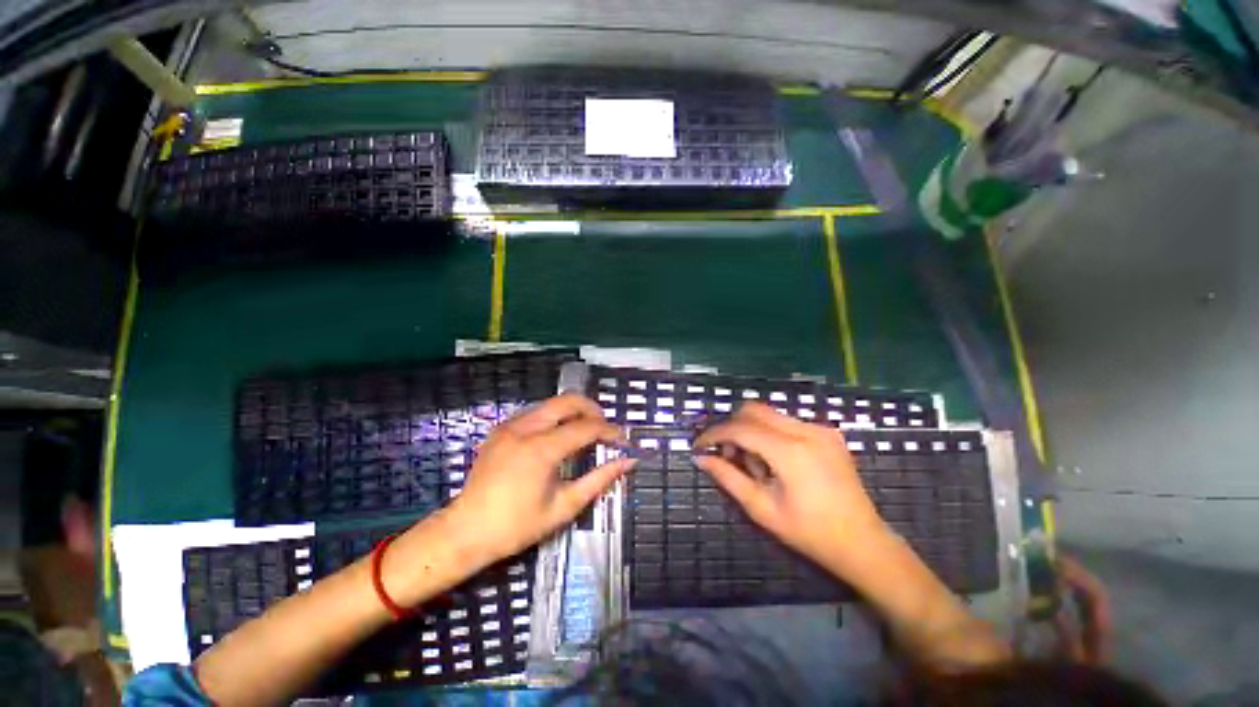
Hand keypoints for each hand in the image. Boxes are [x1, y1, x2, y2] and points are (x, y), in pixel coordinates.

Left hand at [446, 393, 635, 562]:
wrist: (464, 532)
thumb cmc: (516, 527)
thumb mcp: (563, 507)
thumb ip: (599, 479)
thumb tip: (627, 461)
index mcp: (541, 450)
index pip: (585, 427)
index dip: (608, 430)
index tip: (622, 440)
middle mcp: (525, 428)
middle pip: (568, 401)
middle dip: (592, 408)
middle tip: (604, 427)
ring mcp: (509, 425)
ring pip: (551, 404)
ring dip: (573, 412)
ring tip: (585, 431)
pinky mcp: (500, 429)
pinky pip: (535, 412)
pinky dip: (554, 417)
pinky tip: (558, 437)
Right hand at [694, 402, 890, 571]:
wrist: (863, 543)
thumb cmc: (809, 533)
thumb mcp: (761, 508)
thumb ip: (727, 477)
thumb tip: (701, 458)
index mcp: (791, 452)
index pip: (741, 428)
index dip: (714, 434)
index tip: (699, 445)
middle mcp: (807, 430)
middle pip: (753, 410)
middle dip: (733, 428)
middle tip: (729, 457)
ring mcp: (820, 428)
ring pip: (769, 414)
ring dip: (751, 432)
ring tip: (758, 467)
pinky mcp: (827, 432)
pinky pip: (786, 422)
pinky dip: (770, 435)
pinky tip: (776, 462)